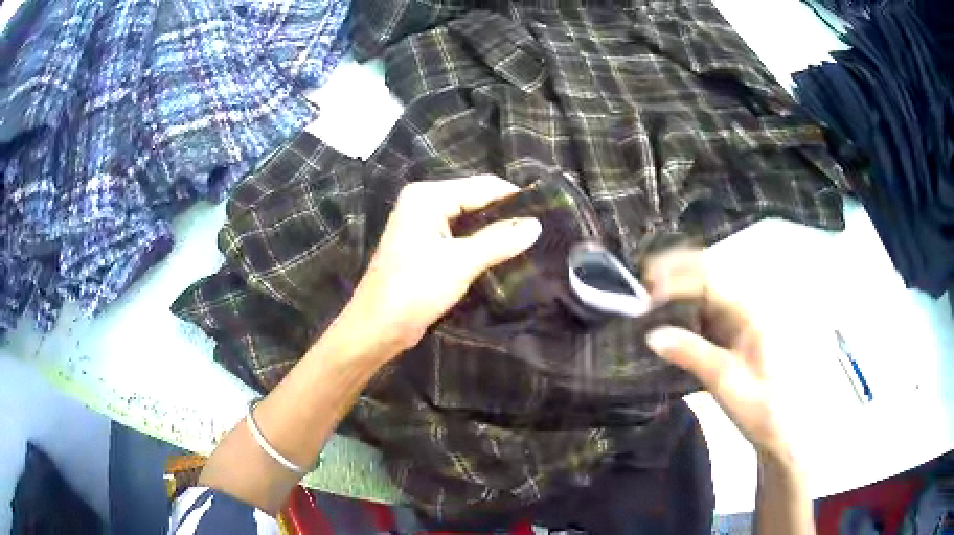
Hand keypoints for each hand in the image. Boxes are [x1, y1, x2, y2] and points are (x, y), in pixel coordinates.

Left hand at [341, 175, 541, 355]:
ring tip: (531, 241)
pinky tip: (506, 254)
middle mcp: (424, 203)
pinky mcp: (426, 246)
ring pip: (470, 220)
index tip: (548, 212)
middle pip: (476, 200)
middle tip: (542, 230)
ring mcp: (424, 225)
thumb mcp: (460, 263)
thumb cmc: (413, 290)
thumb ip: (499, 241)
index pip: (482, 186)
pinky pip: (461, 237)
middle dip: (506, 215)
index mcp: (427, 197)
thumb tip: (536, 225)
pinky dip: (481, 244)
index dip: (515, 198)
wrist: (377, 328)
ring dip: (496, 232)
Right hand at [643, 249, 790, 457]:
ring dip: (679, 291)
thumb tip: (652, 335)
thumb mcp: (728, 385)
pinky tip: (670, 321)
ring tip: (649, 301)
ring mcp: (745, 318)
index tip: (645, 289)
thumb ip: (693, 355)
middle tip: (642, 287)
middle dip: (675, 273)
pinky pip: (710, 310)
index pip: (711, 280)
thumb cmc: (763, 410)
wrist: (786, 431)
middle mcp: (750, 306)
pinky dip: (687, 311)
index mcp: (753, 312)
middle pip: (709, 274)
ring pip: (708, 290)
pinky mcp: (739, 332)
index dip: (677, 277)